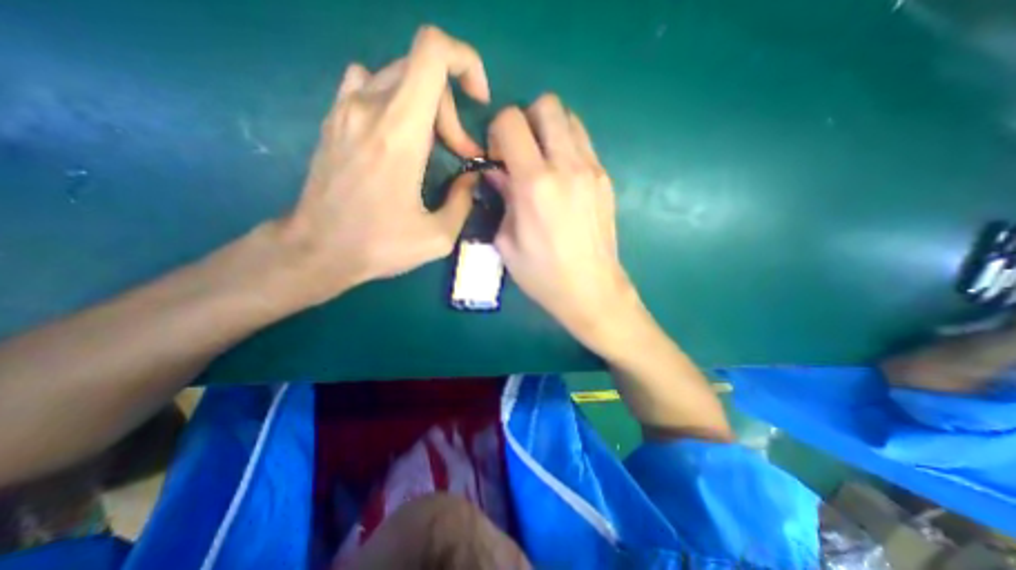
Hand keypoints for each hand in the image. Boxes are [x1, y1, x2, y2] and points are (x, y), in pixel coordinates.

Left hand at [270, 26, 491, 307]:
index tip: (479, 101)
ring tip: (431, 145)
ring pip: (399, 76)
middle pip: (424, 71)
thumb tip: (471, 177)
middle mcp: (370, 107)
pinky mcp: (334, 118)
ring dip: (426, 105)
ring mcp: (346, 108)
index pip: (433, 52)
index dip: (465, 62)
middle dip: (452, 110)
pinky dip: (395, 100)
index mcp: (400, 133)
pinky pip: (369, 83)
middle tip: (459, 152)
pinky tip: (398, 135)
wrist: (317, 249)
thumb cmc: (379, 245)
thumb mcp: (438, 237)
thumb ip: (463, 201)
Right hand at [487, 93, 636, 347]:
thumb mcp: (507, 242)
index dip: (497, 131)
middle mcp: (567, 166)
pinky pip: (584, 144)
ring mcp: (593, 170)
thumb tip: (497, 172)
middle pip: (547, 105)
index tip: (497, 156)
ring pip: (570, 119)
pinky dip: (568, 148)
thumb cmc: (543, 274)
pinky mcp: (606, 179)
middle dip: (526, 120)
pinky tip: (563, 179)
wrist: (592, 289)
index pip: (511, 121)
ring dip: (550, 131)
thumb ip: (502, 198)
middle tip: (520, 152)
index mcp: (535, 184)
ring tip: (542, 163)